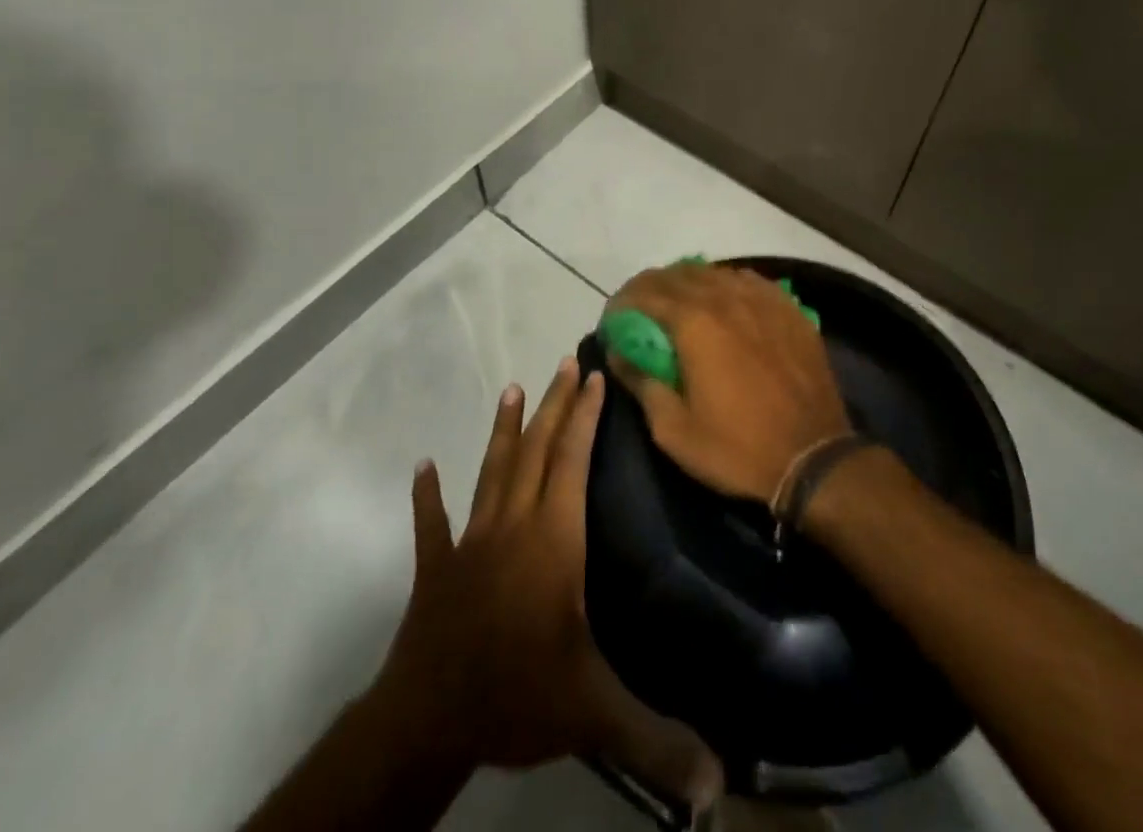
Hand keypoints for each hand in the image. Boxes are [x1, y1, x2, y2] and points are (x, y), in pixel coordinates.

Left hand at [382, 357, 719, 806]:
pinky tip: (423, 466)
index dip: (584, 418)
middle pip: (536, 451)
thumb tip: (719, 781)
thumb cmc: (516, 695)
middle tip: (564, 361)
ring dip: (504, 430)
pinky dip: (429, 494)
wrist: (427, 721)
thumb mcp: (594, 713)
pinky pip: (432, 523)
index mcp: (553, 539)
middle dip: (553, 404)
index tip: (594, 378)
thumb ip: (656, 736)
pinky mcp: (437, 567)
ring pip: (492, 471)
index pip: (572, 462)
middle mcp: (513, 524)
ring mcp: (471, 541)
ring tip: (511, 388)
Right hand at [607, 264, 850, 500]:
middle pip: (679, 274)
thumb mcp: (673, 430)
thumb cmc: (736, 448)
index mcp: (694, 322)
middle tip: (638, 310)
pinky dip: (726, 285)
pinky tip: (724, 303)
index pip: (646, 292)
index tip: (612, 320)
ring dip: (688, 282)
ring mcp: (762, 299)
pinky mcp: (789, 308)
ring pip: (714, 272)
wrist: (813, 457)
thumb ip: (640, 382)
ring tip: (677, 303)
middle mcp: (726, 297)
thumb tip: (616, 352)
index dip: (623, 301)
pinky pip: (749, 281)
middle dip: (651, 287)